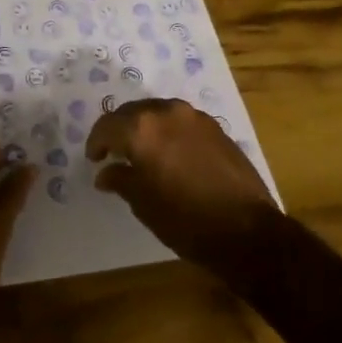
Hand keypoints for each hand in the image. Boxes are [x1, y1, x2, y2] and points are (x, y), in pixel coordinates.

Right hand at [86, 97, 279, 268]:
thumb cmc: (185, 220)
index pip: (107, 126)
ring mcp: (194, 116)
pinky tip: (170, 153)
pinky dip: (167, 131)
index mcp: (142, 128)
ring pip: (157, 112)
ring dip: (144, 127)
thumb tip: (105, 172)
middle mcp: (166, 112)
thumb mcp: (143, 203)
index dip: (96, 142)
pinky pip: (180, 120)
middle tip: (114, 153)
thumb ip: (121, 179)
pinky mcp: (215, 126)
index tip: (95, 159)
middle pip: (132, 112)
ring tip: (142, 151)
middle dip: (119, 130)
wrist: (246, 230)